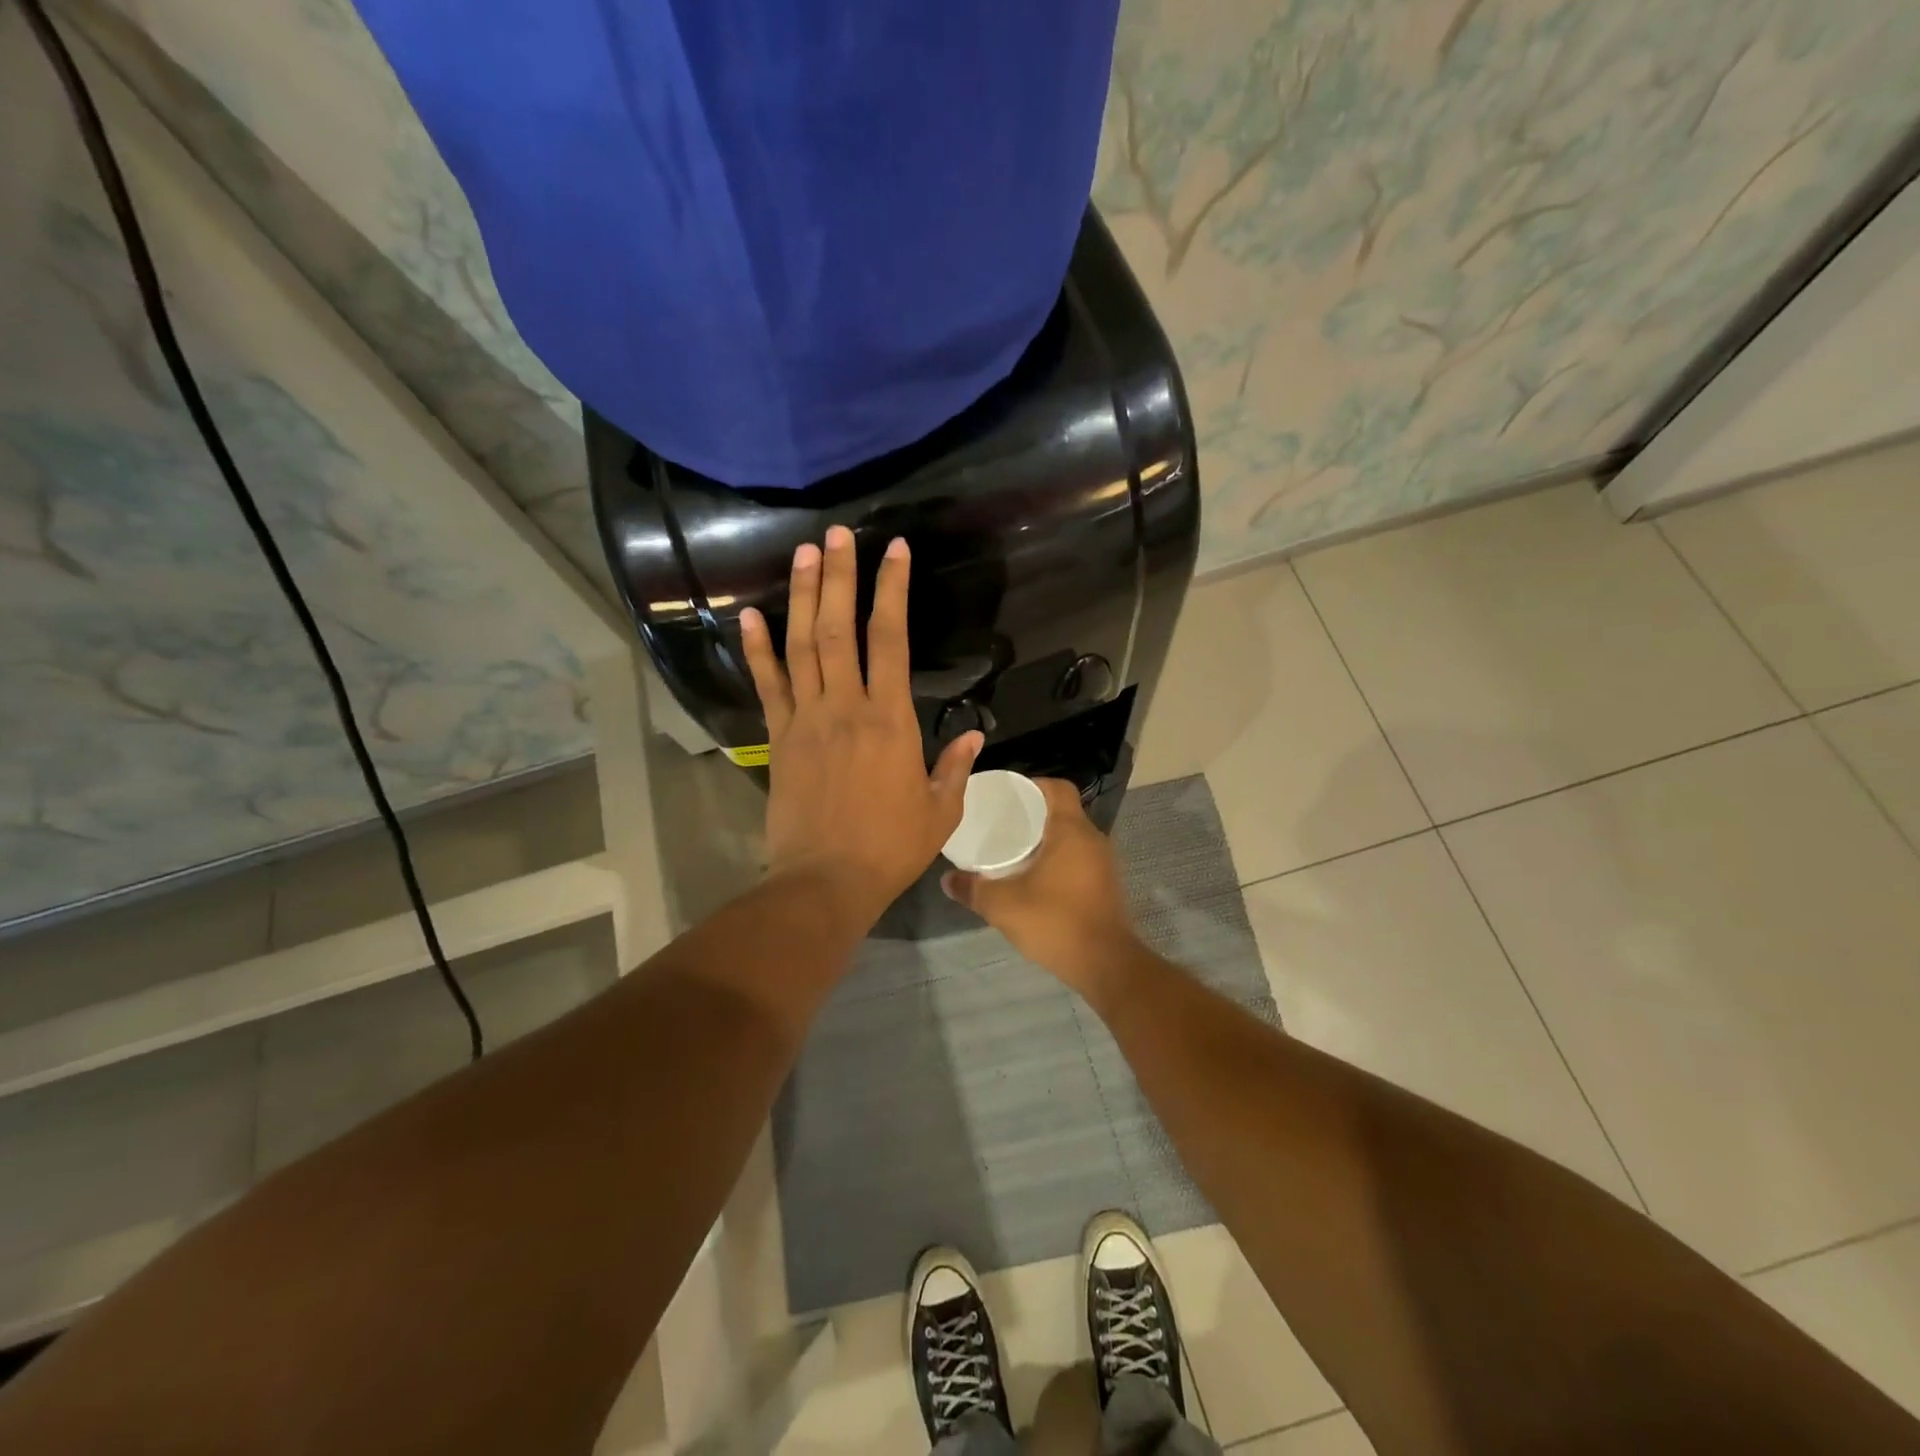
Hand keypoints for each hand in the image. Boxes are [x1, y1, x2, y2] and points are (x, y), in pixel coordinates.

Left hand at [739, 526, 981, 924]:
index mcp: (890, 719)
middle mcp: (845, 707)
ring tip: (804, 553)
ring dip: (803, 597)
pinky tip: (749, 615)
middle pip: (839, 629)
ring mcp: (806, 720)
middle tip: (837, 534)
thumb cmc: (890, 848)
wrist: (826, 881)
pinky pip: (767, 686)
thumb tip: (976, 736)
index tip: (895, 550)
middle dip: (840, 577)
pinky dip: (757, 650)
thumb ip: (956, 767)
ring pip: (801, 647)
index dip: (892, 590)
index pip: (891, 639)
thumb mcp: (940, 810)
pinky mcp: (779, 739)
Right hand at [941, 778, 1141, 997]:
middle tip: (1003, 824)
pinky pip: (1080, 859)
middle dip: (1034, 814)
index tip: (1008, 796)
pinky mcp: (1106, 885)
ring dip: (1047, 839)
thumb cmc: (1055, 921)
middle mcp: (1093, 839)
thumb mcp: (1003, 905)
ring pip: (1073, 837)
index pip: (1058, 788)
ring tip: (1015, 850)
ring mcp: (1104, 863)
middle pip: (1064, 811)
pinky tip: (1036, 878)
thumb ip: (972, 889)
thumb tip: (947, 880)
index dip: (1033, 785)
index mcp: (1071, 830)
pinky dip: (1059, 860)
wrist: (1106, 964)